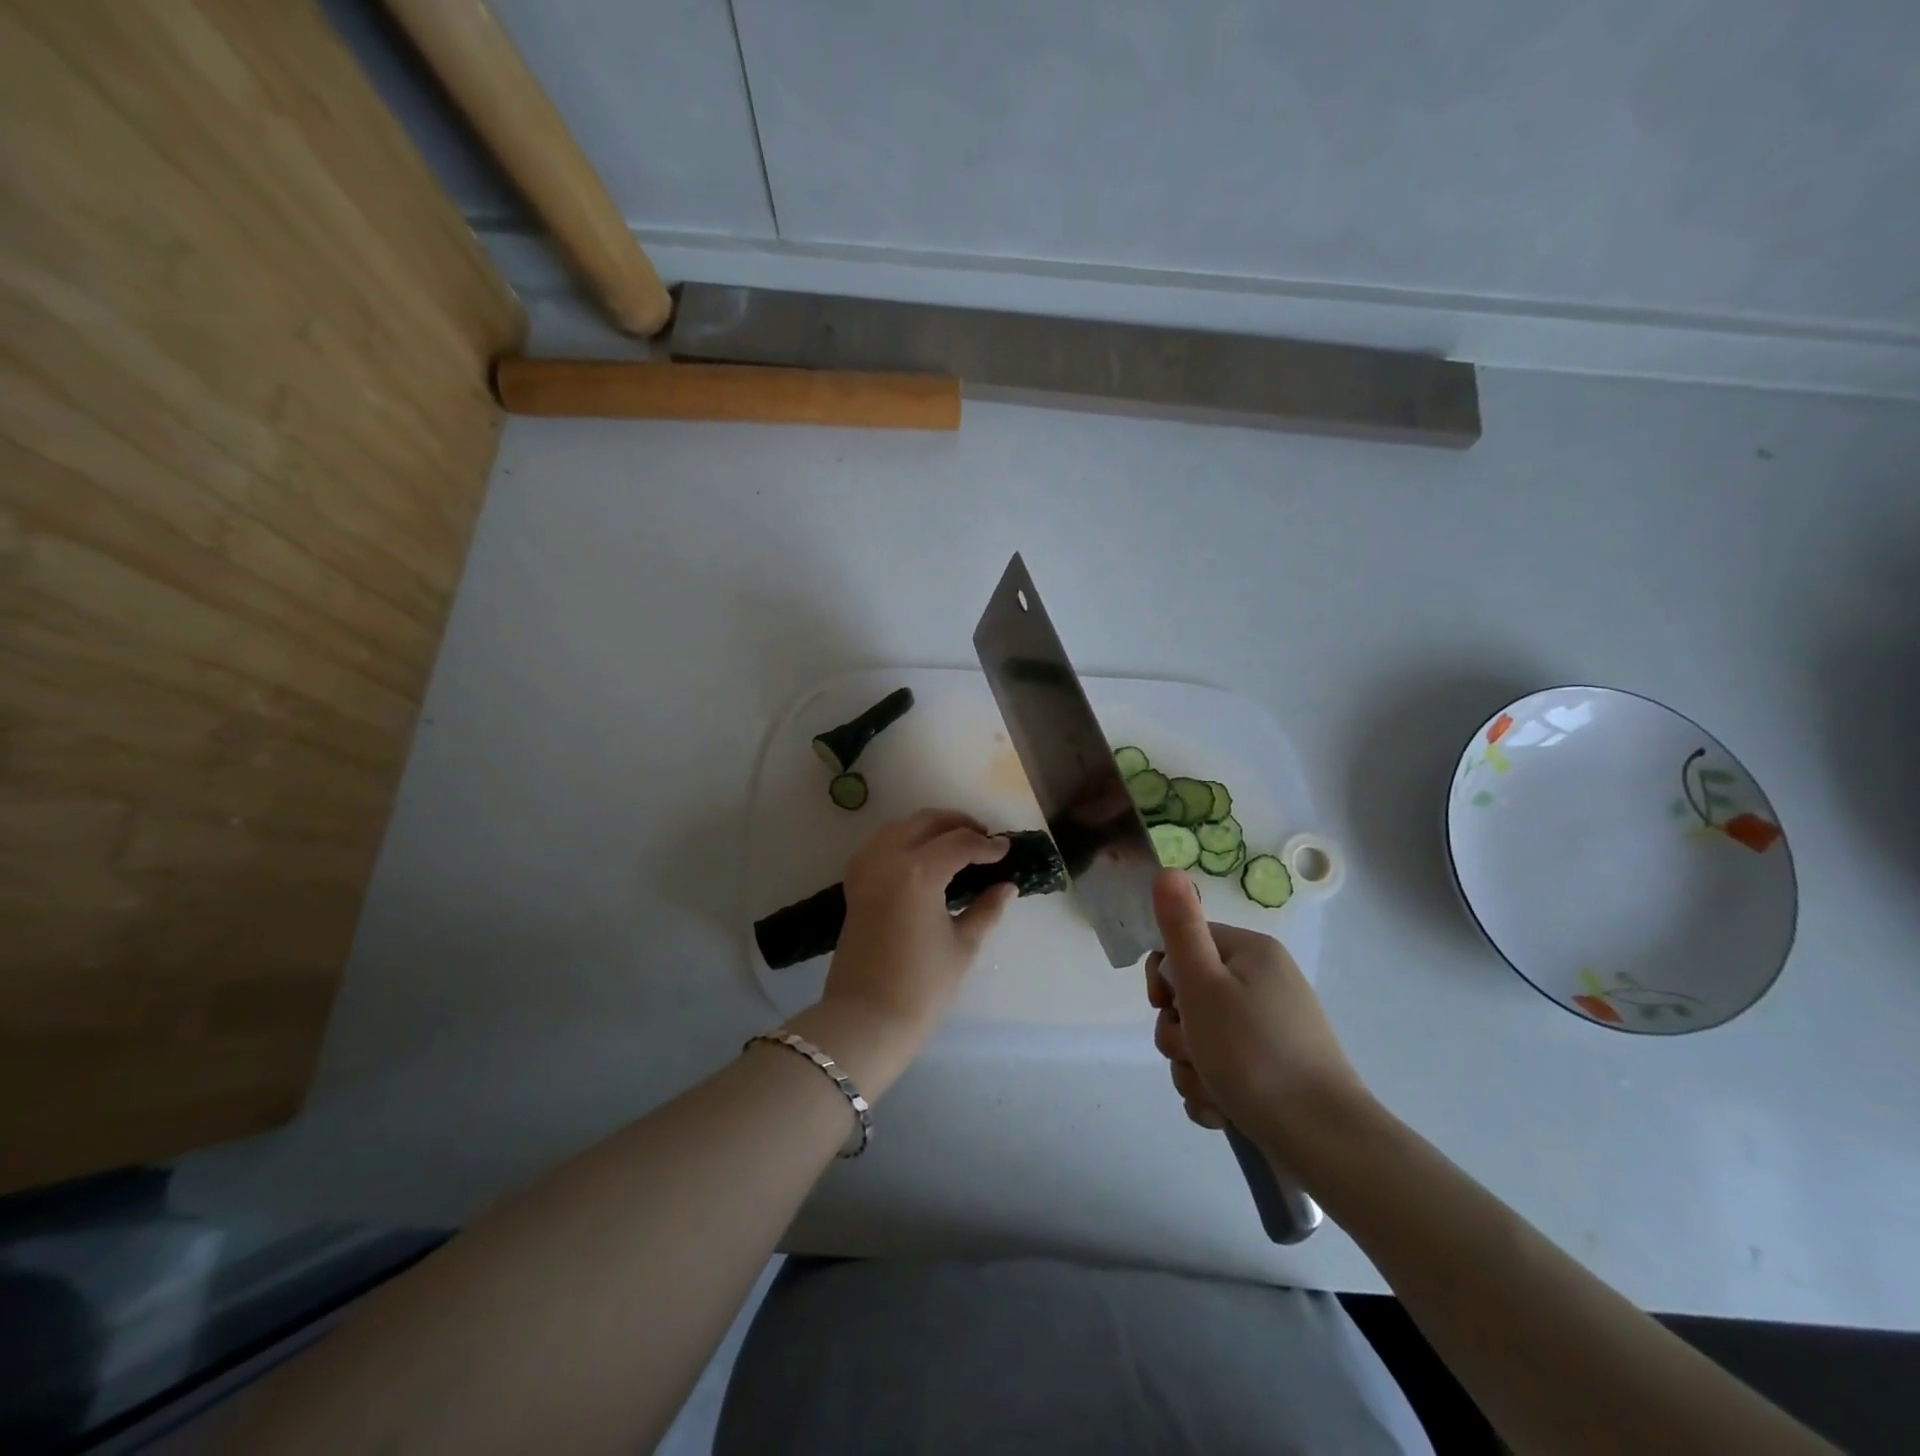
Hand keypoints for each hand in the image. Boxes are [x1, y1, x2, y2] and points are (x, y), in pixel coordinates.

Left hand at [799, 810, 1014, 1091]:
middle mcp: (888, 858)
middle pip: (927, 822)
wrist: (865, 1018)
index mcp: (919, 871)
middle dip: (958, 824)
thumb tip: (1006, 886)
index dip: (987, 845)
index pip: (960, 843)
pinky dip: (904, 839)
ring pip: (900, 826)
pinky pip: (881, 844)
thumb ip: (986, 908)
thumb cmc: (922, 986)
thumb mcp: (963, 945)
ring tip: (956, 842)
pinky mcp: (854, 882)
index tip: (1006, 850)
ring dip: (930, 827)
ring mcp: (866, 868)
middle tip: (984, 839)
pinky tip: (922, 856)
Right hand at [1145, 869, 1367, 1160]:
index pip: (1184, 945)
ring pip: (1203, 1038)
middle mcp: (1264, 983)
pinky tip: (1223, 1110)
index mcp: (1251, 953)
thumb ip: (1180, 928)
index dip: (1165, 978)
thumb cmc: (1253, 1053)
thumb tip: (1168, 869)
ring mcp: (1273, 1029)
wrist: (1324, 1141)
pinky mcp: (1277, 1070)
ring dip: (1192, 1067)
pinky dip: (1214, 1089)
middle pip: (1191, 996)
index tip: (1165, 1006)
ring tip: (1212, 1091)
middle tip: (1193, 1053)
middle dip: (1178, 1032)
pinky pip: (1225, 1069)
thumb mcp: (1204, 984)